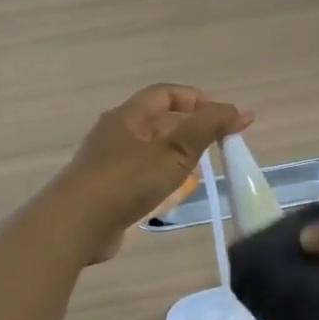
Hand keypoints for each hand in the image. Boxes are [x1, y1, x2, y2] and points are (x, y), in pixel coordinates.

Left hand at [53, 85, 251, 262]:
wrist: (75, 225)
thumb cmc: (127, 181)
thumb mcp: (174, 151)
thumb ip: (209, 128)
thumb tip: (243, 110)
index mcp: (128, 116)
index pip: (165, 94)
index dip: (196, 99)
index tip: (223, 117)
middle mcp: (115, 133)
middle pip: (157, 121)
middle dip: (189, 128)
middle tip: (216, 145)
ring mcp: (107, 163)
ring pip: (149, 149)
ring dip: (176, 155)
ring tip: (199, 170)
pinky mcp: (106, 190)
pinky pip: (140, 175)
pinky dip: (161, 178)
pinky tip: (172, 195)